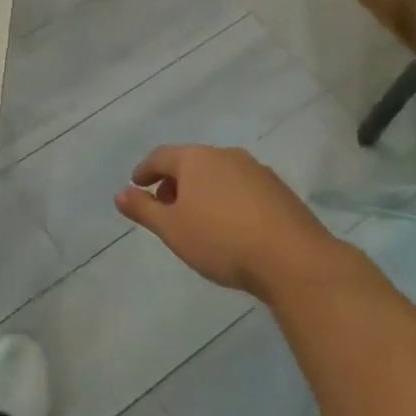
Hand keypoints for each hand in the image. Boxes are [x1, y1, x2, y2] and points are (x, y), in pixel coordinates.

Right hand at [115, 145, 355, 303]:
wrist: (295, 260)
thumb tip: (119, 193)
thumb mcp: (172, 229)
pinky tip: (231, 225)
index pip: (161, 156)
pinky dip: (228, 199)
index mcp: (195, 158)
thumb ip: (143, 209)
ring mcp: (257, 170)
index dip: (145, 170)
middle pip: (191, 162)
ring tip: (198, 218)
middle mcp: (225, 155)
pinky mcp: (280, 190)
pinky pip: (242, 188)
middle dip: (175, 182)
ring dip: (202, 191)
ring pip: (218, 174)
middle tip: (165, 206)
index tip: (136, 185)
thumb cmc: (222, 241)